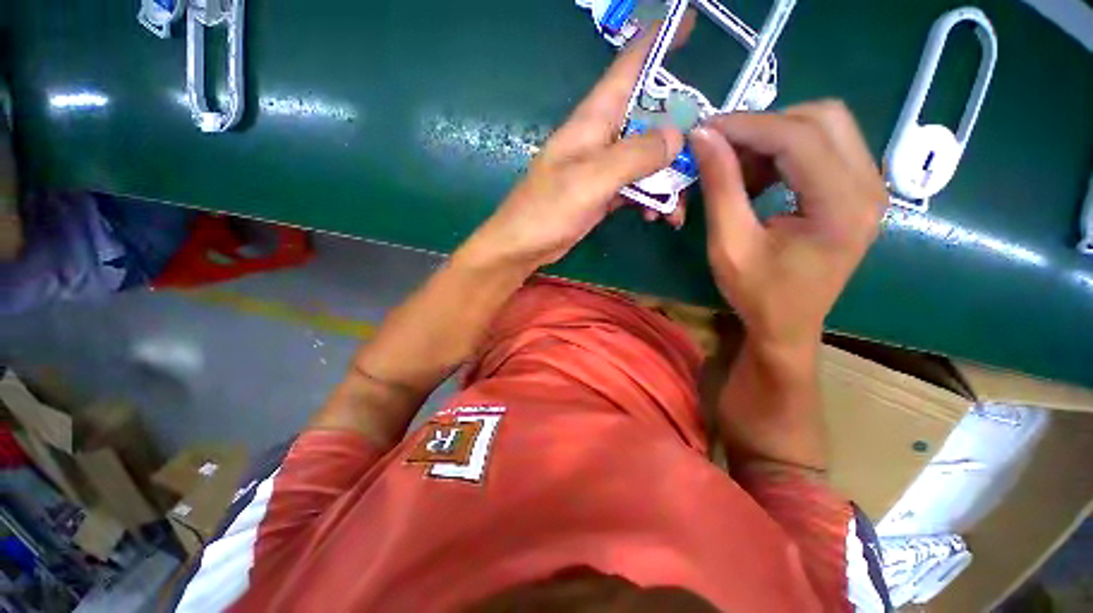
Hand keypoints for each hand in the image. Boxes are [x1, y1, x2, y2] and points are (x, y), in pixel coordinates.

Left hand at [459, 16, 694, 271]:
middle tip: (703, 159)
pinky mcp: (603, 192)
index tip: (690, 24)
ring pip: (647, 158)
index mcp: (593, 120)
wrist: (523, 246)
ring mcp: (602, 167)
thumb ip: (634, 156)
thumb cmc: (547, 210)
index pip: (629, 67)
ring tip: (677, 210)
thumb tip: (677, 136)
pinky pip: (637, 187)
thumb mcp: (591, 180)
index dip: (659, 41)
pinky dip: (651, 199)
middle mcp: (601, 137)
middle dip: (679, 134)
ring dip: (667, 180)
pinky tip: (657, 217)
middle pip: (650, 119)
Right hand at [690, 101, 885, 354]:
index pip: (798, 137)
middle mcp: (869, 187)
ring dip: (775, 138)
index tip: (704, 130)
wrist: (788, 325)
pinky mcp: (858, 190)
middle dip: (764, 127)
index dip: (746, 126)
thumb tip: (703, 136)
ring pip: (825, 126)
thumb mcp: (729, 243)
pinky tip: (760, 178)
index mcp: (841, 207)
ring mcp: (870, 186)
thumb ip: (720, 186)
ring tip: (739, 170)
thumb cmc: (757, 293)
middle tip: (722, 152)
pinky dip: (786, 151)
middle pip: (821, 118)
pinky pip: (825, 146)